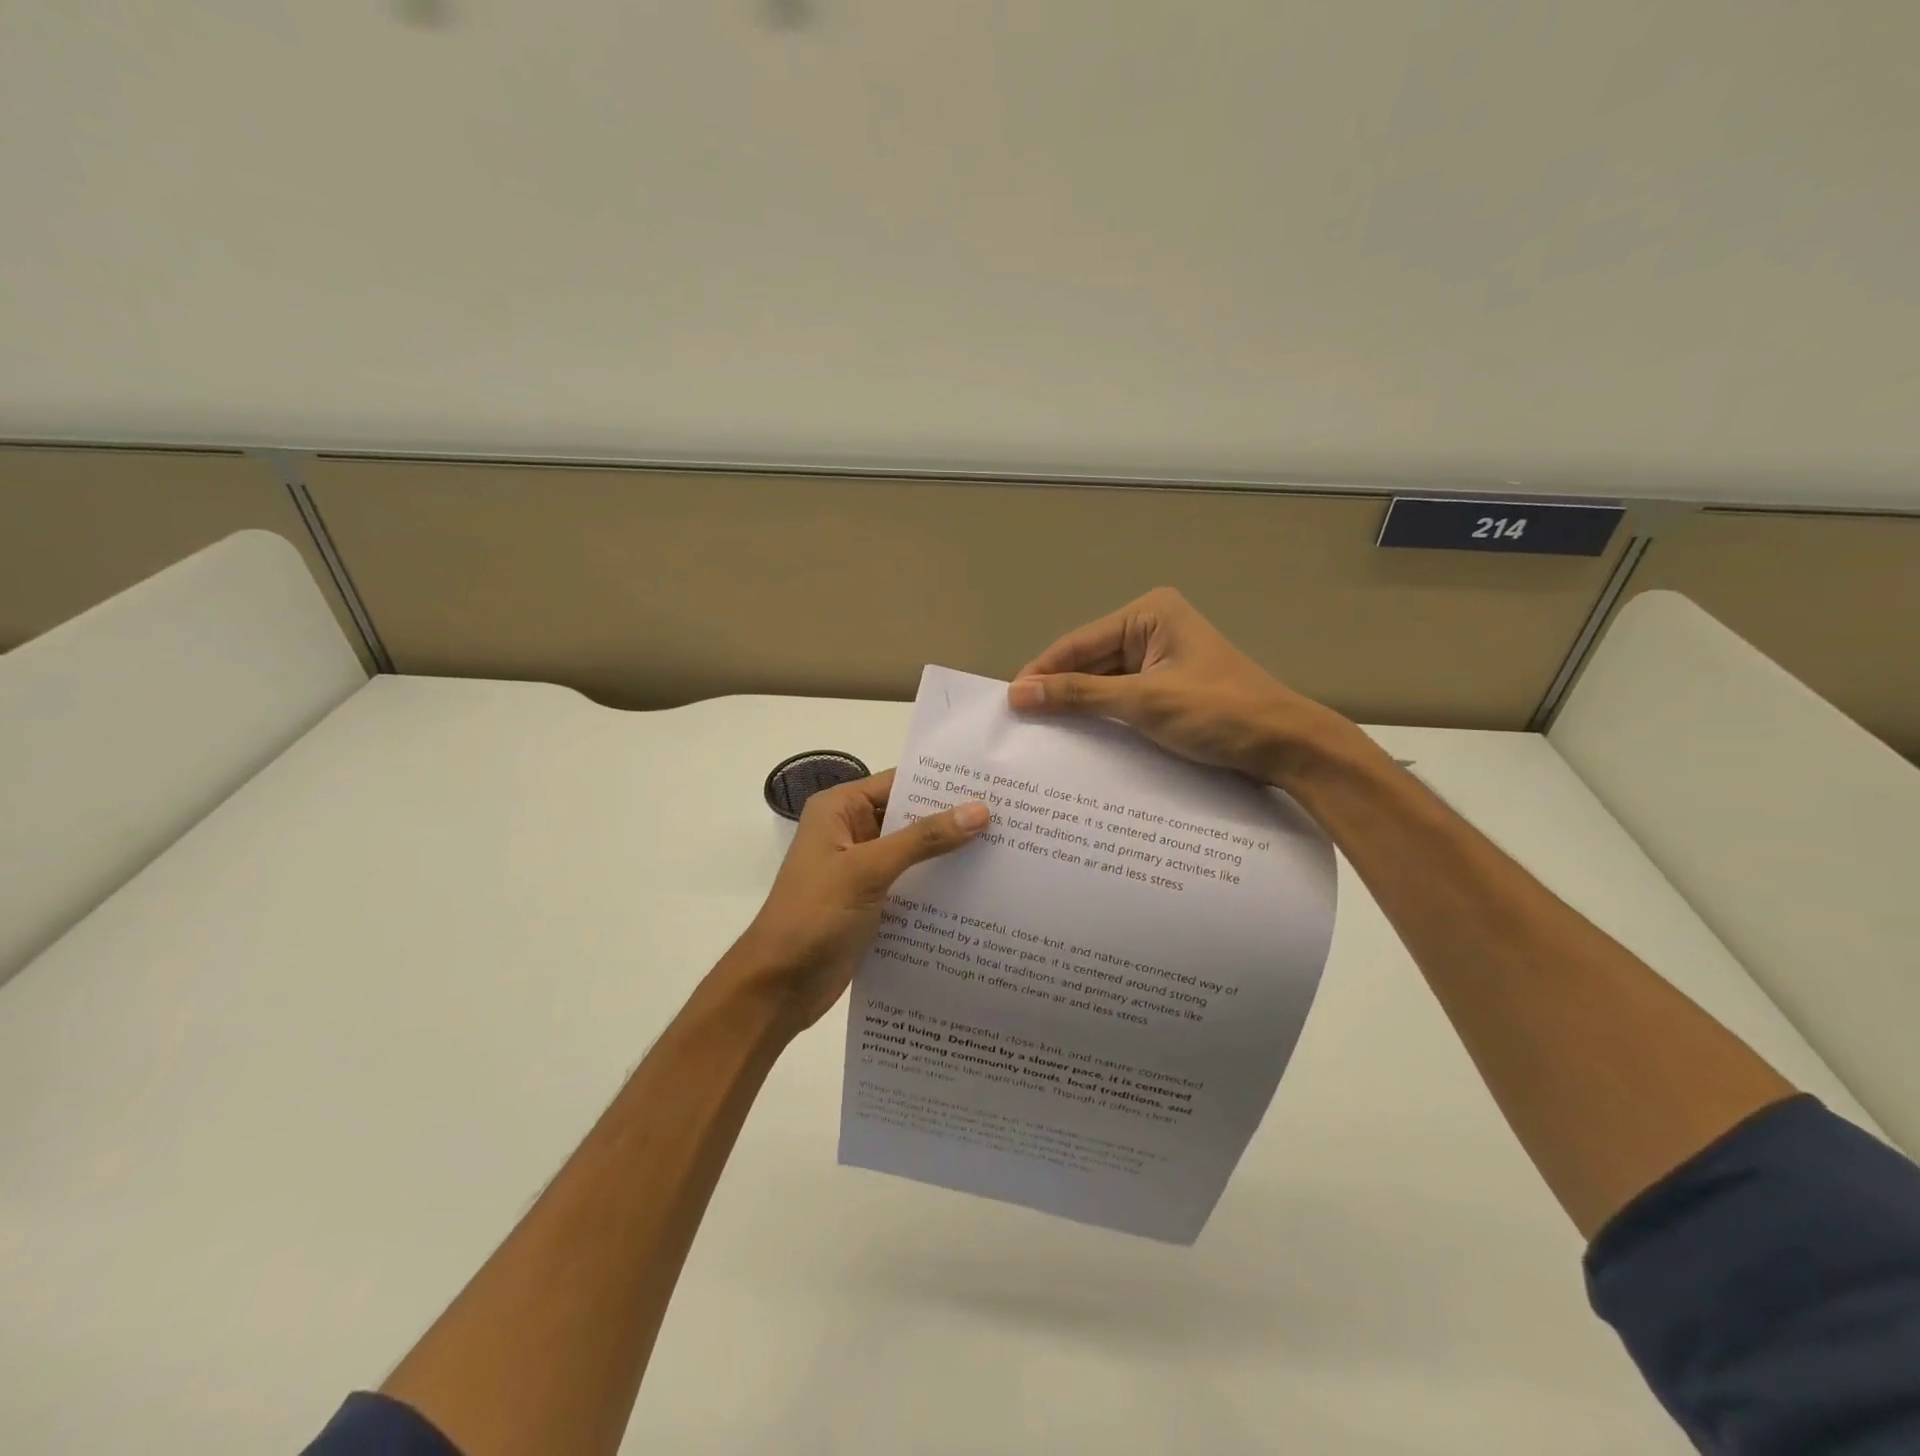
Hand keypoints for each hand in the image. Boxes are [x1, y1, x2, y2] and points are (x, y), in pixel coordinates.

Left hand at [716, 770, 988, 1033]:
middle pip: (910, 817)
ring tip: (1006, 850)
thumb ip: (923, 839)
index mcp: (839, 810)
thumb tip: (980, 810)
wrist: (778, 988)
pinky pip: (912, 883)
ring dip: (950, 855)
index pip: (898, 783)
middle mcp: (851, 832)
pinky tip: (980, 890)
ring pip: (914, 852)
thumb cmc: (814, 916)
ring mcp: (861, 868)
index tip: (992, 784)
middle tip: (1011, 817)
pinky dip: (939, 886)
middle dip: (953, 819)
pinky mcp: (872, 901)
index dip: (942, 783)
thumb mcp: (868, 870)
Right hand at [1007, 587, 1352, 784]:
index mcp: (1149, 614)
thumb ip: (1079, 696)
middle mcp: (1152, 629)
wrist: (1287, 746)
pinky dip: (1101, 719)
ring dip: (1078, 709)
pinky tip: (1077, 740)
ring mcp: (1161, 660)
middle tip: (1019, 725)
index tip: (1007, 702)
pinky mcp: (1167, 689)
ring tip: (1038, 736)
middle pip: (1088, 662)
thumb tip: (1017, 693)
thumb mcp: (1144, 702)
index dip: (1041, 672)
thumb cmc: (1218, 712)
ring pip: (1103, 684)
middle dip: (1058, 692)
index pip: (1079, 643)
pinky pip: (1122, 700)